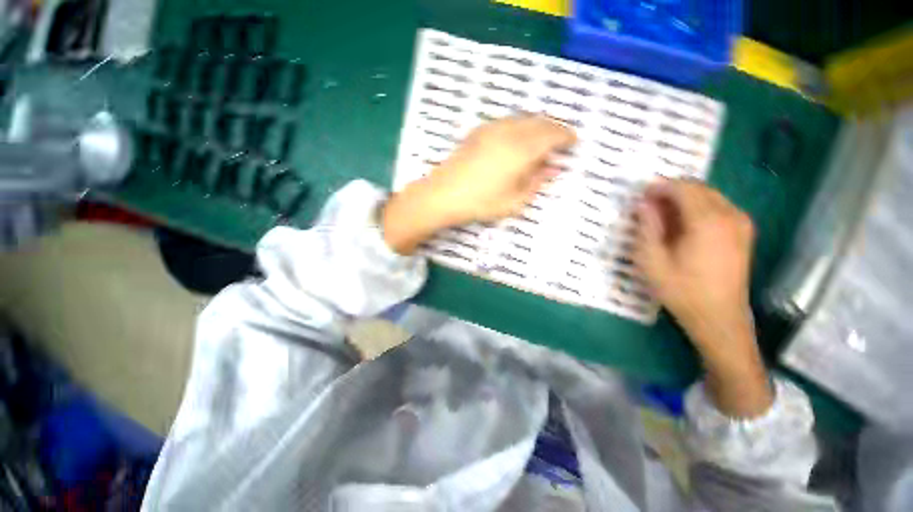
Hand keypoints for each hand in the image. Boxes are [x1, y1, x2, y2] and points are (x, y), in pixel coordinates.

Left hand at [383, 115, 575, 253]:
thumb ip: (536, 182)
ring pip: (522, 118)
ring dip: (536, 125)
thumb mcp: (514, 201)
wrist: (443, 194)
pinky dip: (519, 126)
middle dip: (553, 128)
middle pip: (539, 121)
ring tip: (540, 140)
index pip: (552, 134)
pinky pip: (507, 122)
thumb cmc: (480, 203)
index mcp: (522, 149)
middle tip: (560, 140)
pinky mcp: (478, 132)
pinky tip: (516, 139)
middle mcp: (509, 131)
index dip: (566, 136)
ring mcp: (491, 128)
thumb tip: (552, 168)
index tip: (574, 142)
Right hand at [634, 179, 771, 416]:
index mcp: (708, 221)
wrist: (719, 318)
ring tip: (662, 215)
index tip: (640, 194)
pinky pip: (719, 207)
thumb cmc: (681, 290)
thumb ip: (647, 228)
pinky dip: (698, 207)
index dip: (660, 187)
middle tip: (647, 205)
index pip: (684, 188)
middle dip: (671, 191)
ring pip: (710, 196)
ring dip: (684, 199)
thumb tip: (643, 204)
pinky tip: (682, 224)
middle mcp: (730, 215)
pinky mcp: (743, 232)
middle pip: (699, 188)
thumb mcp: (652, 261)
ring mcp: (741, 223)